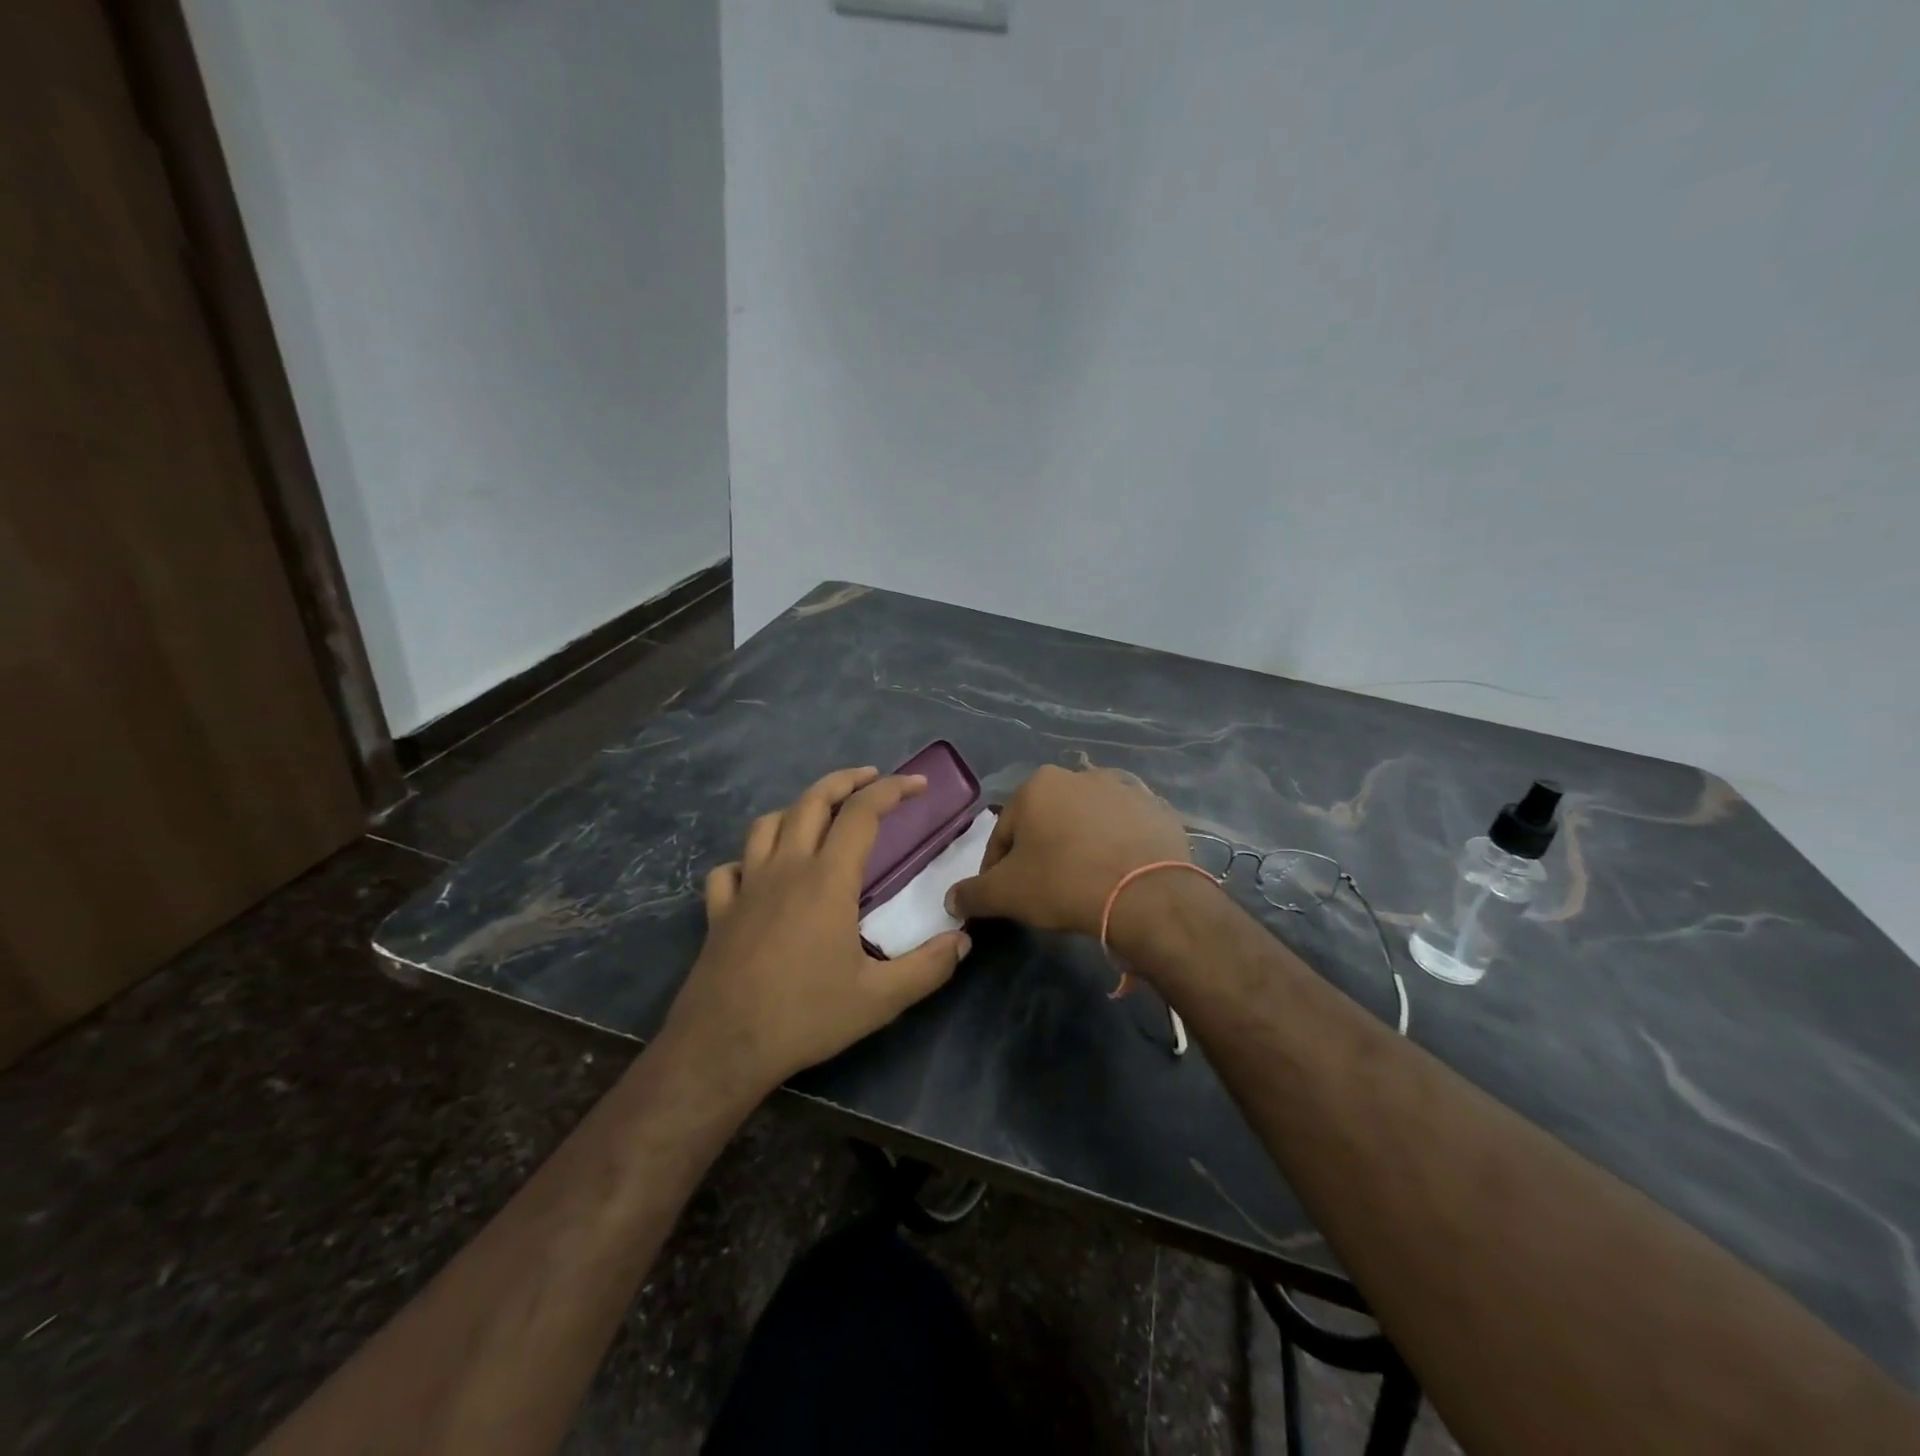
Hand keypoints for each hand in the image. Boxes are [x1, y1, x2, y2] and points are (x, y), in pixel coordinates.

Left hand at [663, 767, 971, 1094]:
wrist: (722, 1047)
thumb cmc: (804, 1016)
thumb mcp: (879, 999)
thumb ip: (928, 967)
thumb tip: (963, 942)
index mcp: (827, 880)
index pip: (862, 814)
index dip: (892, 790)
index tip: (918, 785)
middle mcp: (785, 869)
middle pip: (812, 802)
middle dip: (845, 781)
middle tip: (871, 779)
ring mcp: (746, 887)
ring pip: (768, 824)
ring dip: (798, 810)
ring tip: (819, 817)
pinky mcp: (719, 911)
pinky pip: (730, 868)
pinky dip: (749, 859)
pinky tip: (759, 872)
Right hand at [945, 764, 1192, 942]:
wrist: (1147, 894)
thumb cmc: (1065, 883)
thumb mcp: (1007, 894)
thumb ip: (973, 893)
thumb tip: (951, 900)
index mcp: (1038, 785)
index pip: (1005, 833)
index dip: (998, 869)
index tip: (1006, 896)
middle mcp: (1080, 775)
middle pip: (1047, 822)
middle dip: (1042, 852)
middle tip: (1045, 891)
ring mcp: (1123, 788)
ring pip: (1086, 823)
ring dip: (1079, 846)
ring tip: (1085, 883)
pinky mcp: (1156, 809)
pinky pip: (1125, 829)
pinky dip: (1117, 847)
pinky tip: (1117, 875)